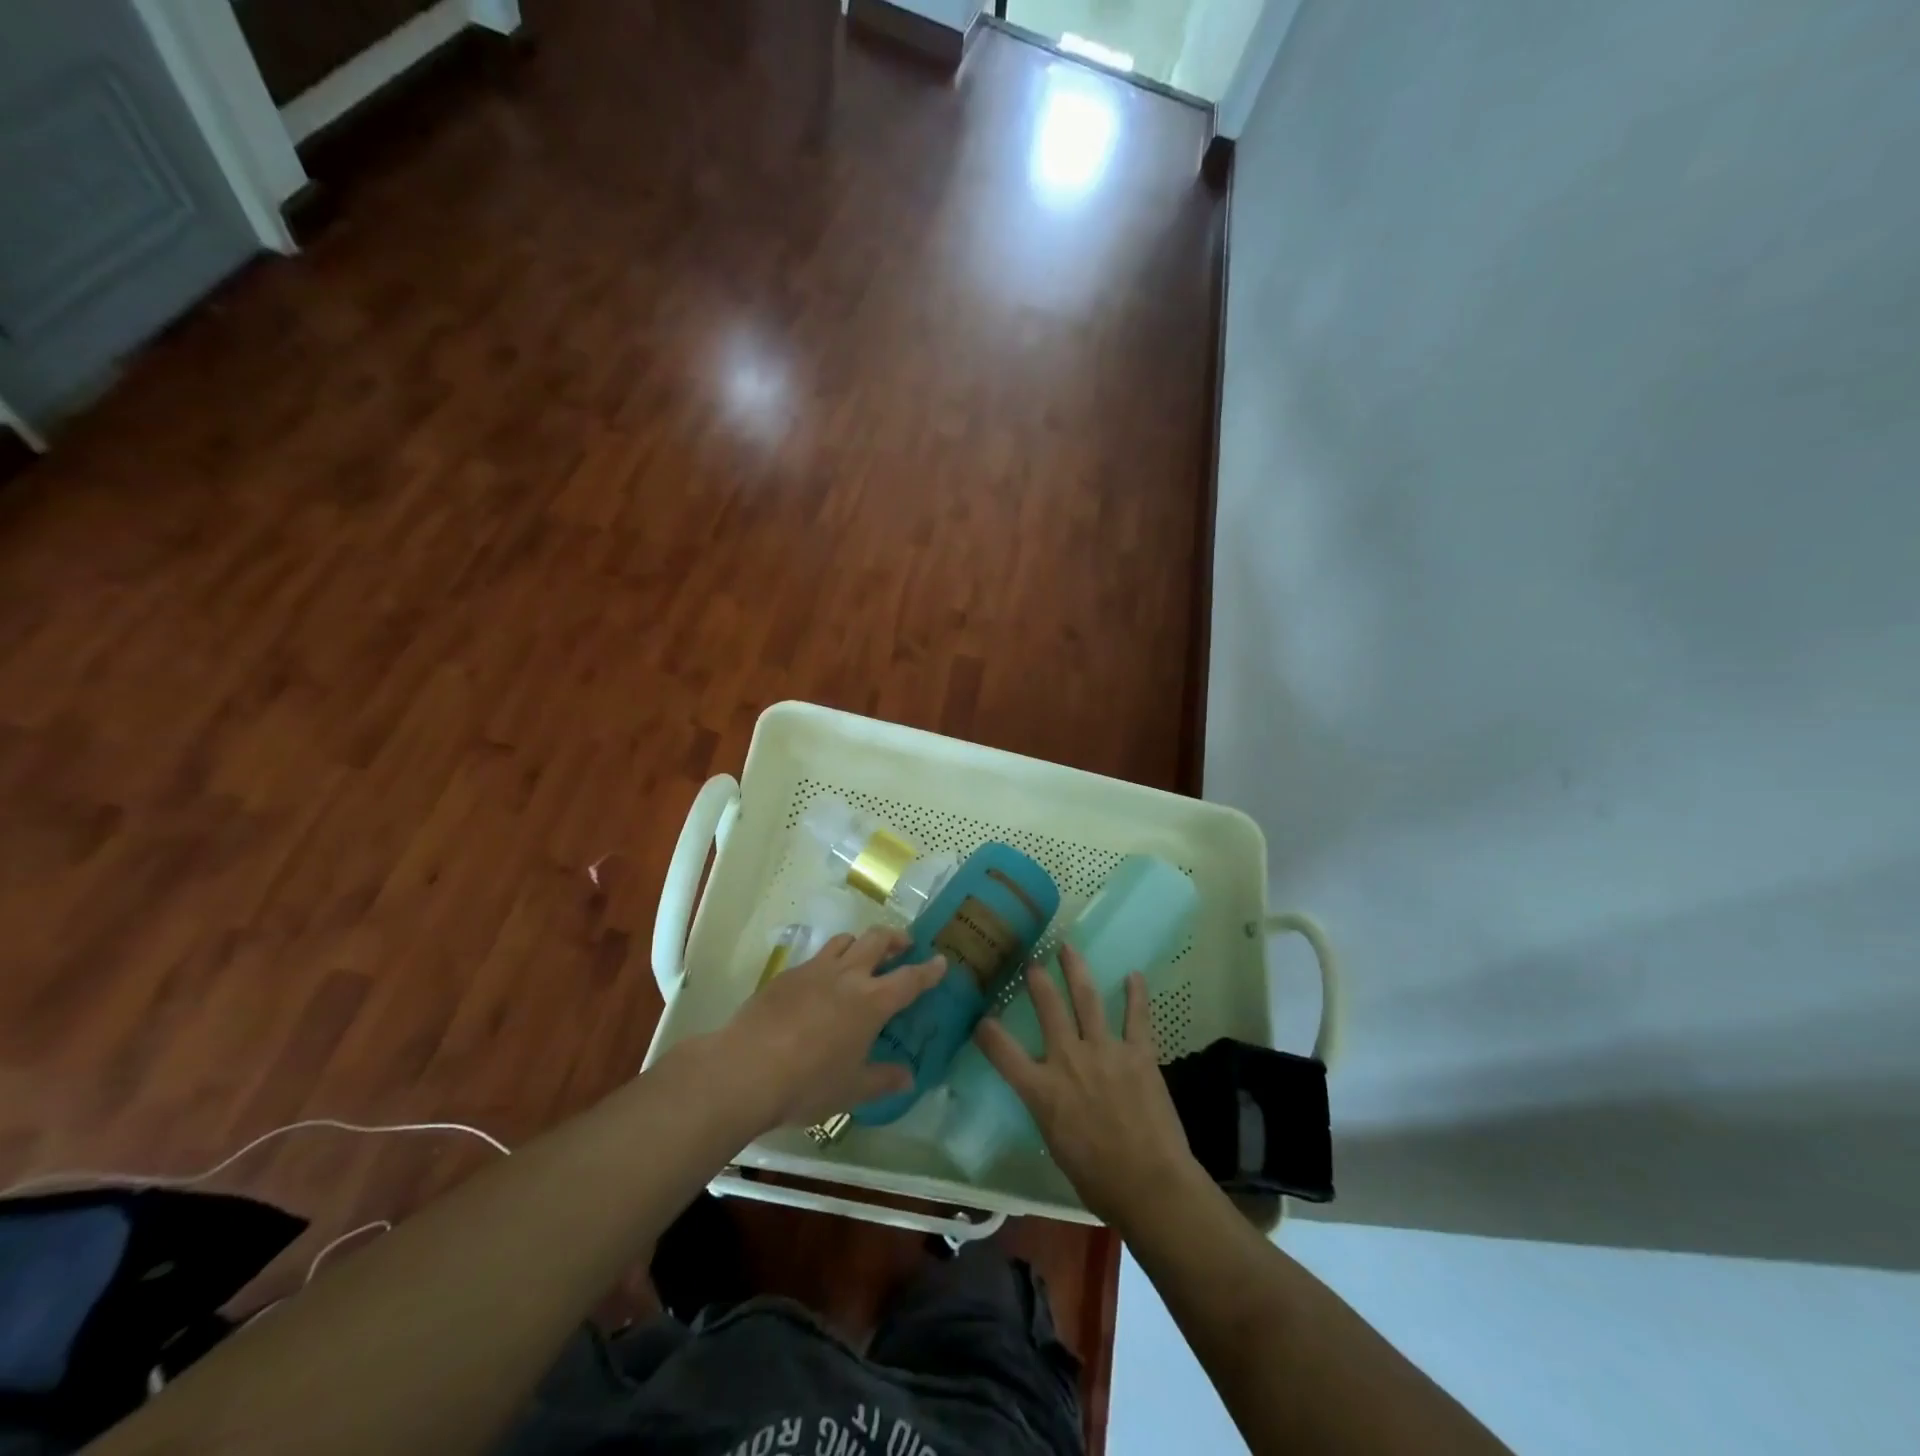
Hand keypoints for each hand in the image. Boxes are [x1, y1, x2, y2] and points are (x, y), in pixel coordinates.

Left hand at [719, 927, 946, 1131]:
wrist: (744, 1070)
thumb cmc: (807, 1084)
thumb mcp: (851, 1090)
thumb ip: (883, 1080)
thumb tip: (908, 1077)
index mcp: (871, 1002)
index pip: (910, 979)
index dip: (929, 970)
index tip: (941, 960)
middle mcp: (847, 976)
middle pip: (877, 940)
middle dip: (896, 938)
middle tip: (904, 945)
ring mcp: (814, 970)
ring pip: (844, 940)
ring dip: (860, 942)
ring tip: (863, 956)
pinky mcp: (786, 975)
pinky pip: (816, 957)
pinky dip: (829, 961)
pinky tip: (821, 984)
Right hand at [974, 945, 1203, 1228]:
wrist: (1150, 1186)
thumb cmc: (1097, 1180)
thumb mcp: (1055, 1144)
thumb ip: (1048, 1108)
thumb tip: (1048, 1093)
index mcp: (1042, 1090)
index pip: (1002, 1051)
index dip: (987, 1032)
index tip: (981, 1018)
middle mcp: (1068, 1060)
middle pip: (1048, 1008)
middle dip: (1037, 981)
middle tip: (1031, 961)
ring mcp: (1105, 1051)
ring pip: (1086, 999)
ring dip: (1076, 971)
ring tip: (1068, 948)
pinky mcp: (1138, 1054)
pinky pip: (1136, 1017)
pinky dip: (1135, 994)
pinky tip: (1133, 975)